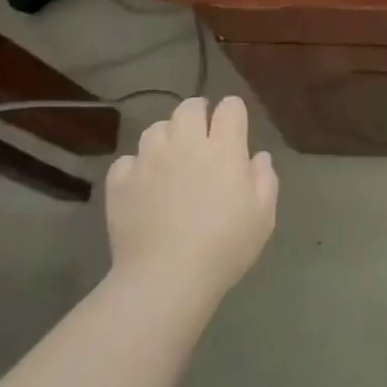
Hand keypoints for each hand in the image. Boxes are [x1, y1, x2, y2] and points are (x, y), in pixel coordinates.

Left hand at [104, 96, 277, 303]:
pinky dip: (136, 166)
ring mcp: (148, 160)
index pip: (230, 107)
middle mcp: (184, 144)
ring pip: (155, 128)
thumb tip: (258, 157)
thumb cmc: (224, 247)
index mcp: (223, 148)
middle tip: (202, 135)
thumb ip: (265, 180)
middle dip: (198, 113)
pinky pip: (127, 160)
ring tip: (170, 158)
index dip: (234, 112)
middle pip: (189, 107)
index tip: (235, 128)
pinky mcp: (120, 181)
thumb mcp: (263, 217)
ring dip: (166, 137)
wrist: (165, 278)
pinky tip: (143, 184)